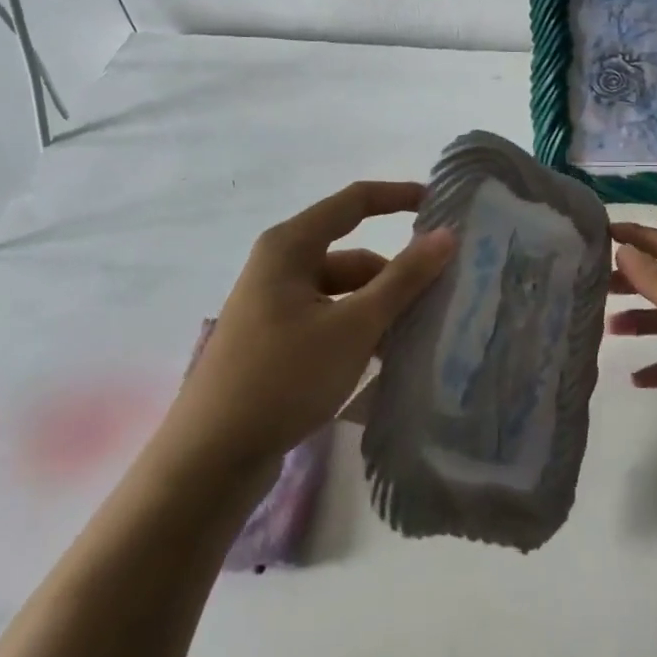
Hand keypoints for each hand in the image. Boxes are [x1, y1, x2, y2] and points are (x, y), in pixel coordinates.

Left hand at [163, 181, 455, 475]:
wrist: (209, 459)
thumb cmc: (283, 377)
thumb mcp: (353, 326)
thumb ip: (403, 279)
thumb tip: (447, 234)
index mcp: (290, 246)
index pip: (355, 201)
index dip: (399, 197)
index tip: (443, 206)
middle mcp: (279, 266)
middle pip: (353, 254)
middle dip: (396, 272)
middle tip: (443, 293)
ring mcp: (275, 305)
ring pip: (343, 291)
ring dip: (380, 306)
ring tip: (420, 333)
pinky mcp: (275, 341)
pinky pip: (330, 319)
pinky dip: (359, 329)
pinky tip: (386, 357)